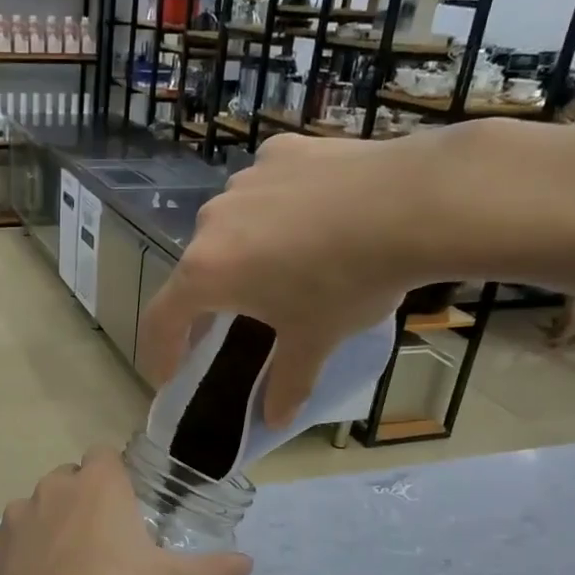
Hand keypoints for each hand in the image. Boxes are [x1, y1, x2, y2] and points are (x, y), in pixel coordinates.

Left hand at [0, 448, 250, 574]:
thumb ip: (212, 571)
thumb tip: (247, 564)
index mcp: (97, 484)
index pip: (105, 455)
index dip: (116, 479)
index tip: (128, 512)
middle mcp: (52, 488)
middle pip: (70, 480)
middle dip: (85, 502)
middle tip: (106, 547)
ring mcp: (16, 517)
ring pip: (38, 509)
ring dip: (52, 527)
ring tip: (71, 573)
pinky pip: (13, 541)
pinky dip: (25, 555)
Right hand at [138, 129, 469, 426]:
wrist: (414, 203)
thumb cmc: (347, 282)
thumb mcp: (314, 339)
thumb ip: (288, 383)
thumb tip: (277, 422)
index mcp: (207, 272)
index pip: (161, 318)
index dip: (160, 351)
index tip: (169, 374)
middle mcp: (212, 222)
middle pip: (198, 269)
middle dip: (211, 300)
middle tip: (238, 322)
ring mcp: (245, 180)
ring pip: (231, 225)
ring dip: (244, 251)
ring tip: (287, 264)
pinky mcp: (281, 152)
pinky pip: (265, 189)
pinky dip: (277, 209)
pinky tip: (313, 217)